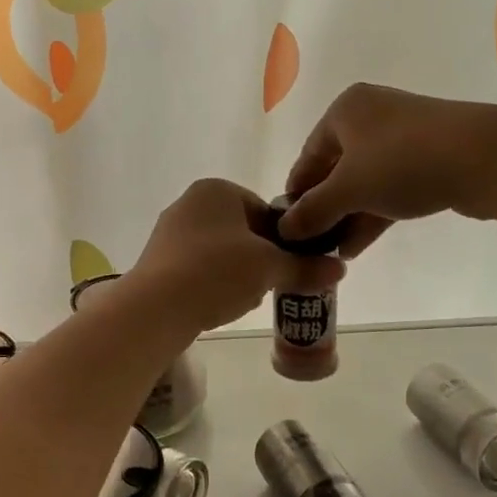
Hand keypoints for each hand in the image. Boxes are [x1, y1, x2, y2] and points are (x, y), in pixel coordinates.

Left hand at [128, 179, 342, 333]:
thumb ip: (305, 267)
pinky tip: (218, 306)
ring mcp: (169, 232)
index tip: (291, 265)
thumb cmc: (217, 272)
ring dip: (238, 275)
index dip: (284, 240)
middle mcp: (189, 203)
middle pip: (243, 233)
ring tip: (243, 299)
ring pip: (221, 253)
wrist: (156, 307)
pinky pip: (198, 269)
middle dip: (260, 260)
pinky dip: (213, 284)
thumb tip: (339, 270)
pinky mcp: (157, 261)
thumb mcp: (270, 268)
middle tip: (269, 285)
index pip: (265, 210)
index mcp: (216, 190)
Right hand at [281, 84, 496, 252]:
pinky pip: (390, 187)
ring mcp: (404, 137)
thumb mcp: (349, 189)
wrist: (486, 157)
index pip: (308, 155)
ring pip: (365, 181)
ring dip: (349, 217)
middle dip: (325, 209)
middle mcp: (372, 116)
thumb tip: (285, 229)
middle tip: (312, 243)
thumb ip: (313, 210)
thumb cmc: (402, 162)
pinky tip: (358, 245)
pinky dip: (374, 213)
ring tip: (334, 252)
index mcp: (345, 111)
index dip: (296, 192)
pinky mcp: (429, 158)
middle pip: (336, 168)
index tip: (288, 226)